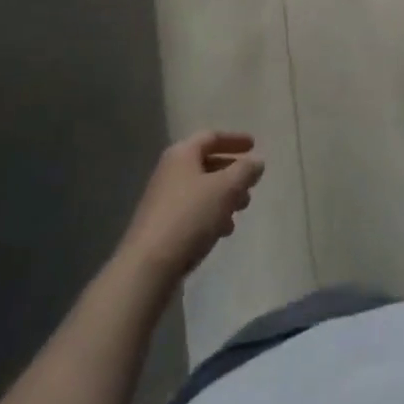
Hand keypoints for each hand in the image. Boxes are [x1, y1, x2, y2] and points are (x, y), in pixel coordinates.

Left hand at [119, 131, 265, 281]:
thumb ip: (245, 171)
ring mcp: (162, 200)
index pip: (212, 137)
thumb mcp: (226, 188)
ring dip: (224, 197)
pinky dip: (210, 215)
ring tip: (240, 211)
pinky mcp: (161, 227)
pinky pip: (192, 211)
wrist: (147, 267)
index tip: (254, 146)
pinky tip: (222, 232)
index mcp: (182, 154)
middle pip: (206, 163)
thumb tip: (256, 161)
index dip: (235, 140)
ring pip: (201, 190)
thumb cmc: (190, 216)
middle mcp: (170, 172)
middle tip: (250, 185)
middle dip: (231, 173)